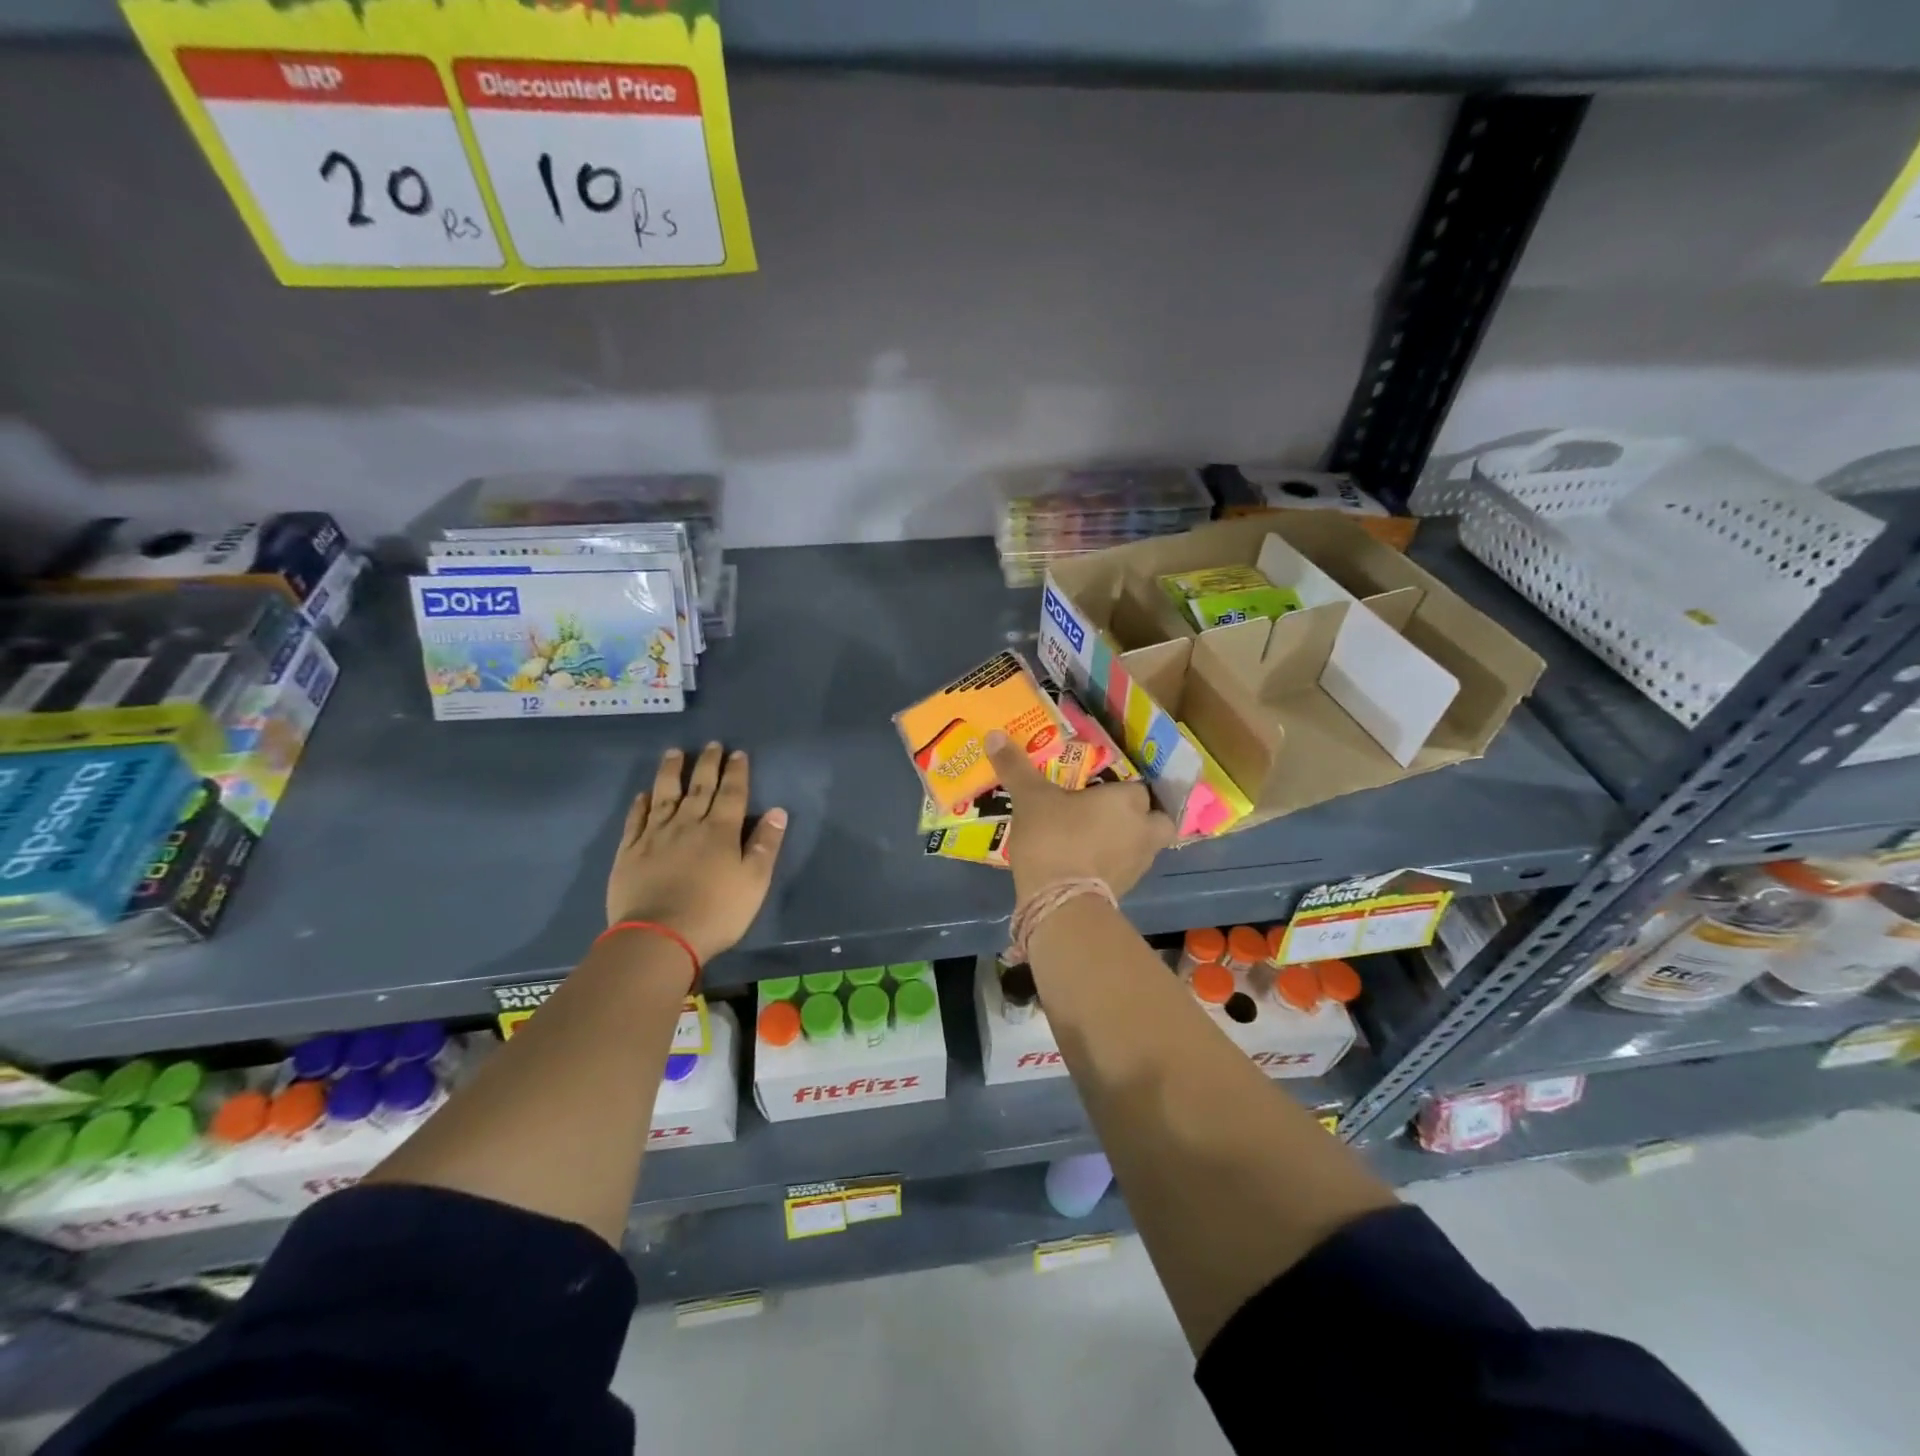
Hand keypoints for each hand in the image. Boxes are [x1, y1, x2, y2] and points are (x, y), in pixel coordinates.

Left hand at [606, 744, 787, 965]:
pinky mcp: (630, 851)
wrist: (659, 937)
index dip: (736, 772)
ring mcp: (655, 835)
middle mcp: (688, 824)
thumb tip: (777, 812)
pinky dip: (641, 804)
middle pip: (699, 787)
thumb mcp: (754, 882)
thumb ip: (765, 845)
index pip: (732, 793)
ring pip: (665, 795)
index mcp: (721, 831)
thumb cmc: (716, 912)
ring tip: (674, 753)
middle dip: (707, 764)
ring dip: (671, 772)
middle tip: (711, 744)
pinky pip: (636, 819)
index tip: (737, 753)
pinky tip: (644, 794)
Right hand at [986, 730, 1173, 900]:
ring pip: (1145, 845)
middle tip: (1114, 813)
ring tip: (1099, 837)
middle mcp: (1143, 829)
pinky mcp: (1126, 890)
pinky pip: (1127, 868)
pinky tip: (1089, 861)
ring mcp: (1139, 864)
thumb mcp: (1030, 798)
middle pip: (1158, 819)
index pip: (1138, 786)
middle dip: (1143, 816)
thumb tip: (994, 735)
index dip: (1121, 786)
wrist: (1060, 902)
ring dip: (1129, 841)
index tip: (1100, 786)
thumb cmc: (1053, 838)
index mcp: (1128, 801)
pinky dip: (1114, 864)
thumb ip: (1016, 767)